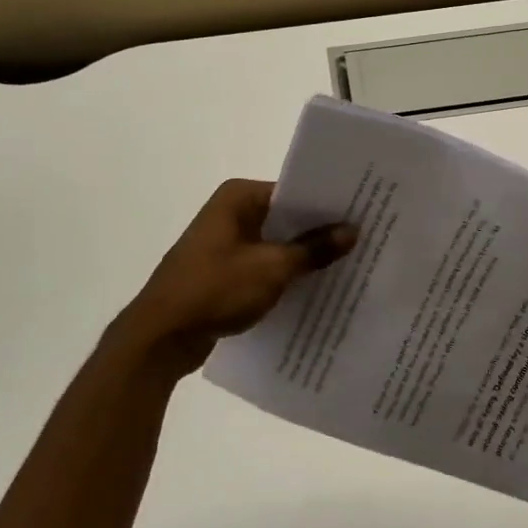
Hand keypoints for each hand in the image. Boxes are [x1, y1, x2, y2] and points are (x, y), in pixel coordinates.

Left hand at [113, 179, 355, 373]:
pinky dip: (286, 274)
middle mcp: (231, 212)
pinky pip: (265, 265)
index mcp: (238, 197)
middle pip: (286, 216)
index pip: (294, 190)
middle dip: (320, 231)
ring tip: (350, 263)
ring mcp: (226, 243)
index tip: (363, 211)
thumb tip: (352, 230)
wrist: (161, 337)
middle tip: (366, 238)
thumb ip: (314, 248)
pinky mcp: (225, 272)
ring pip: (277, 243)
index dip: (327, 203)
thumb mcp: (272, 268)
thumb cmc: (215, 289)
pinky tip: (317, 287)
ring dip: (304, 255)